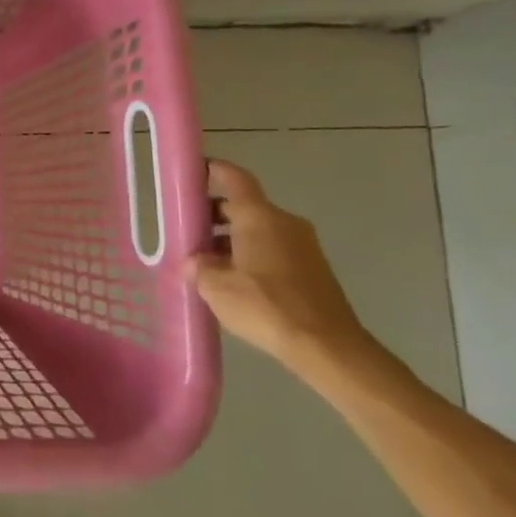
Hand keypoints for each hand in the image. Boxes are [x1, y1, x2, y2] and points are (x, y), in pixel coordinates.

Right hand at [185, 159, 370, 370]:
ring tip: (206, 260)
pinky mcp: (313, 269)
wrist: (327, 346)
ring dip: (232, 238)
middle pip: (245, 206)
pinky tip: (234, 280)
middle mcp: (284, 222)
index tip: (194, 171)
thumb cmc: (266, 306)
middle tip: (188, 227)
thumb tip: (194, 262)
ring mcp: (303, 246)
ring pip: (259, 229)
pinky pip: (274, 249)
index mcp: (259, 217)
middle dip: (215, 213)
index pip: (235, 178)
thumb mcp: (216, 287)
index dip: (214, 170)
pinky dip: (250, 254)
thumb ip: (199, 267)